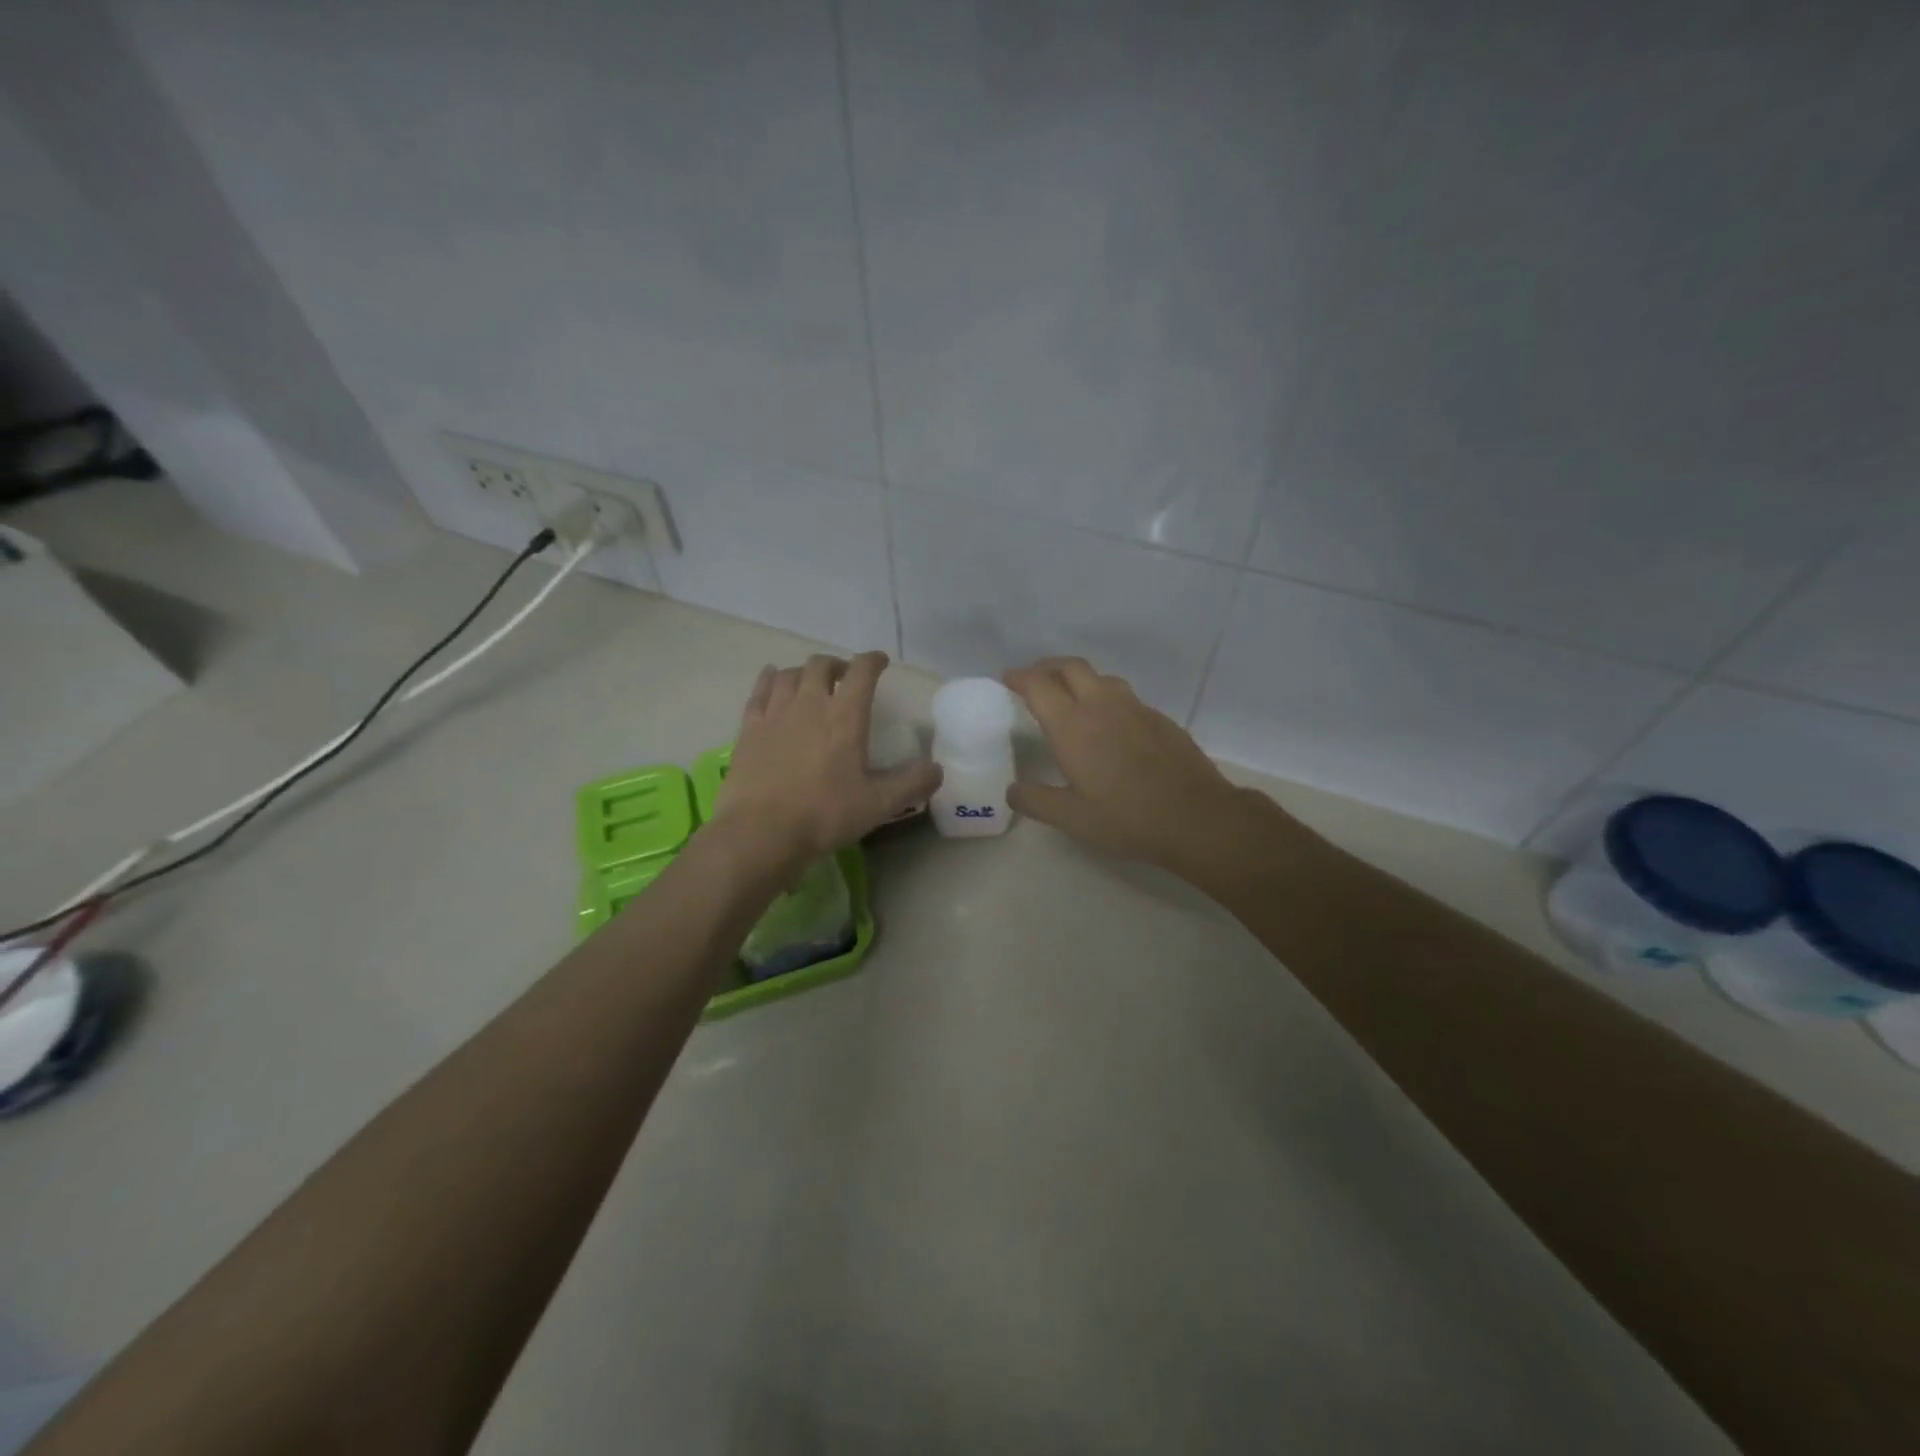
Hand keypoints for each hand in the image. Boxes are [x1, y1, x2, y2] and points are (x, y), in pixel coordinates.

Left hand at [715, 652, 940, 871]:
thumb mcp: (879, 804)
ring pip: (789, 674)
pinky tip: (772, 681)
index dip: (873, 661)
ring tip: (811, 684)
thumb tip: (937, 768)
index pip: (862, 671)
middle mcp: (810, 703)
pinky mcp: (749, 728)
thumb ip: (912, 783)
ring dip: (804, 672)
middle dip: (837, 665)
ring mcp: (775, 713)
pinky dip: (769, 680)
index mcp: (845, 716)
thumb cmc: (825, 814)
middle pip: (822, 665)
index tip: (880, 662)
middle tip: (845, 679)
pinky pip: (760, 691)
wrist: (762, 832)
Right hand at [1002, 656, 1284, 877]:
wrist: (1195, 817)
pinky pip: (1125, 696)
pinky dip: (1107, 698)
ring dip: (1079, 679)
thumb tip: (1013, 790)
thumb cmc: (1126, 818)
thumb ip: (1035, 801)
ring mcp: (1135, 708)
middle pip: (1070, 667)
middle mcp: (1102, 705)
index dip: (1019, 677)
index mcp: (1072, 725)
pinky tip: (1110, 724)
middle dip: (1048, 667)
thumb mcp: (1071, 818)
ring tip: (1071, 697)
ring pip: (1101, 677)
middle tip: (1035, 680)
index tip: (1008, 679)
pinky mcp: (1159, 718)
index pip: (1039, 684)